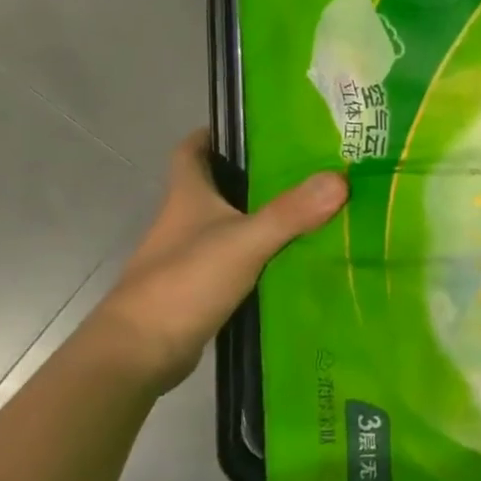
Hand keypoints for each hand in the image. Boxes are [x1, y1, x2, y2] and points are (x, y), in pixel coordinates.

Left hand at [90, 130, 347, 394]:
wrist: (139, 353)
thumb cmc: (184, 283)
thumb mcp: (244, 242)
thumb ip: (290, 212)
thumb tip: (341, 178)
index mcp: (187, 197)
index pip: (192, 151)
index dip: (215, 135)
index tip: (255, 127)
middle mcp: (186, 221)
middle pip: (219, 185)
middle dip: (256, 174)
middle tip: (307, 167)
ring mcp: (191, 256)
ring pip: (232, 224)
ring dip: (264, 216)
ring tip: (314, 208)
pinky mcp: (201, 288)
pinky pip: (239, 259)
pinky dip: (263, 254)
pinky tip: (296, 257)